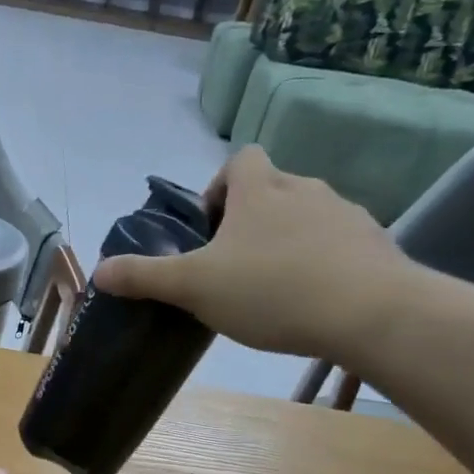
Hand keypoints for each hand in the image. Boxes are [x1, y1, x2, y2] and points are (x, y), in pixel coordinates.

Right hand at [91, 147, 413, 359]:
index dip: (221, 186)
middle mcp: (305, 189)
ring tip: (273, 288)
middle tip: (233, 265)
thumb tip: (98, 272)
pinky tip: (312, 301)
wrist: (370, 313)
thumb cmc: (271, 290)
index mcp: (260, 190)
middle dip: (251, 219)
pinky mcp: (375, 245)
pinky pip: (339, 244)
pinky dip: (321, 262)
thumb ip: (144, 277)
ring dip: (286, 241)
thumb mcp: (194, 287)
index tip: (210, 227)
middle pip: (272, 189)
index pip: (241, 160)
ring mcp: (346, 215)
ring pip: (307, 217)